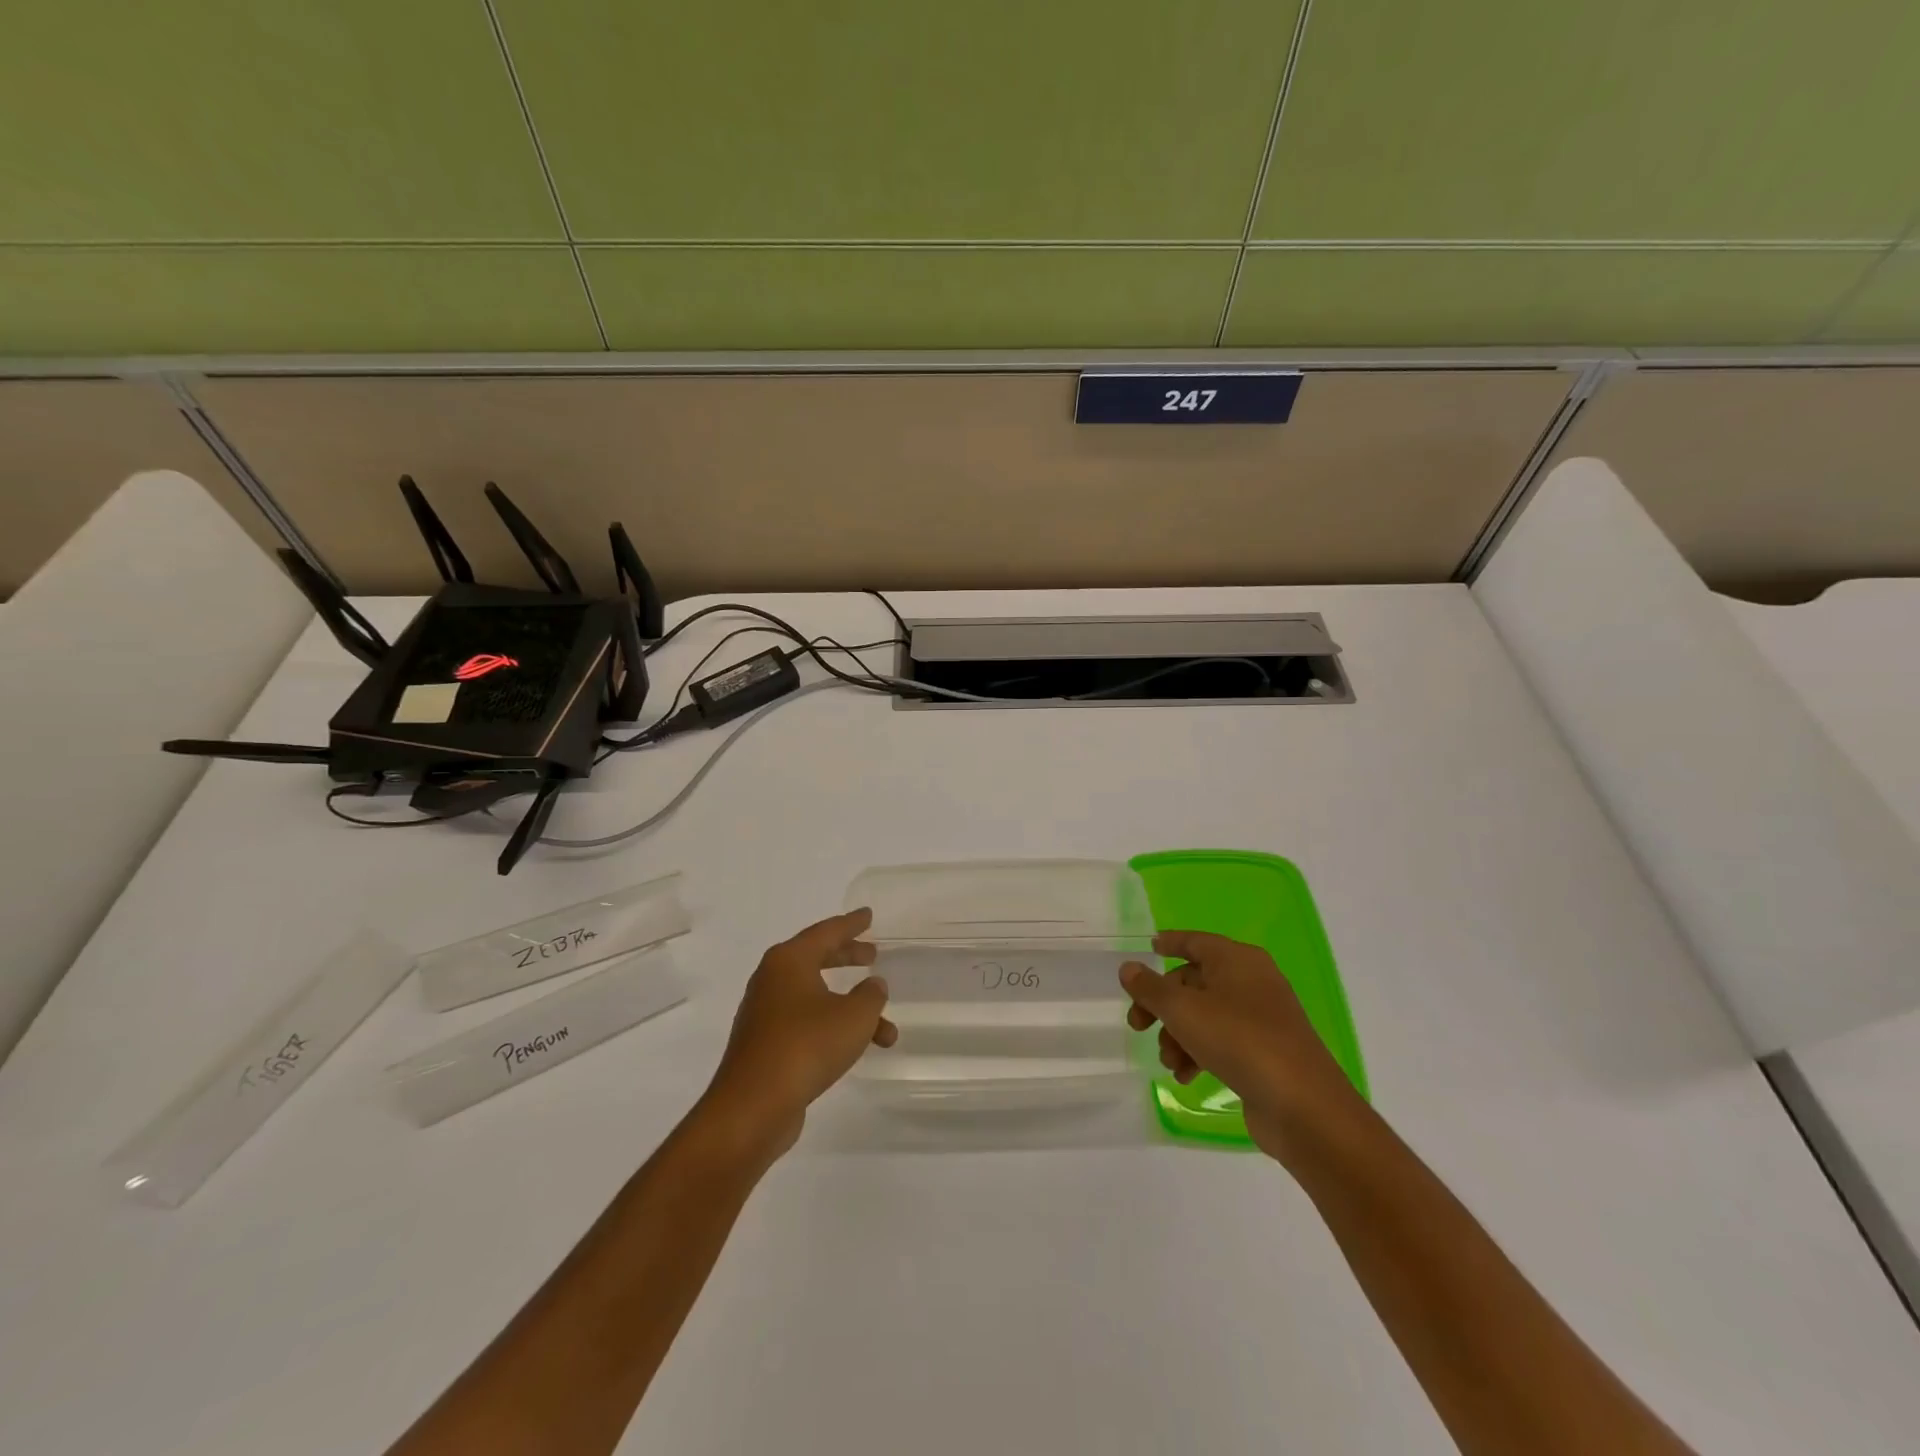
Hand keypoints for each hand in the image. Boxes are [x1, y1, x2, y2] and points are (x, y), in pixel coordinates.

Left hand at [697, 908, 895, 1162]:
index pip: (826, 931)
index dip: (851, 924)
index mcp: (789, 961)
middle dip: (847, 957)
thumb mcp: (854, 1016)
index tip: (868, 915)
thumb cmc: (806, 1046)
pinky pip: (806, 1023)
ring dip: (850, 1008)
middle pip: (816, 958)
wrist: (753, 1107)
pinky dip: (833, 1028)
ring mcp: (765, 1014)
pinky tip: (855, 1048)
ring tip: (885, 1029)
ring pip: (816, 998)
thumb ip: (870, 995)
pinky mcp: (765, 1045)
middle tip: (872, 955)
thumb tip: (873, 985)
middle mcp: (772, 980)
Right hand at [1121, 931, 1362, 1163]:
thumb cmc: (1239, 1040)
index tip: (1149, 947)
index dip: (1171, 942)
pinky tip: (1187, 1076)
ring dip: (1179, 1035)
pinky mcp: (1266, 1052)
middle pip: (1194, 982)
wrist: (1302, 1105)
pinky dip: (1200, 1053)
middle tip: (1138, 1025)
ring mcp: (1262, 1018)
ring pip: (1206, 1015)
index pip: (1196, 941)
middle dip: (1163, 1005)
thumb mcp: (1183, 1010)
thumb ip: (1150, 988)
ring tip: (1169, 1062)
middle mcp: (1251, 981)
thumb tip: (1128, 968)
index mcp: (1237, 959)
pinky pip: (1223, 1041)